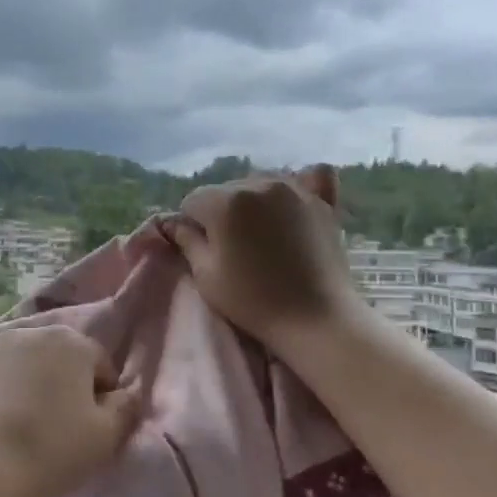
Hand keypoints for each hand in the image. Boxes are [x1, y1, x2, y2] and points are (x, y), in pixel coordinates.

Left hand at [0, 325, 142, 496]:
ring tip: (21, 432)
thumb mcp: (106, 436)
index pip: (100, 365)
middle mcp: (27, 334)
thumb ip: (126, 408)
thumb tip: (126, 394)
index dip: (102, 398)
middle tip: (58, 430)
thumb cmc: (49, 449)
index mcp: (69, 341)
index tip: (92, 429)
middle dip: (63, 387)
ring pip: (21, 369)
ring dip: (27, 391)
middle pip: (58, 361)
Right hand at [168, 166, 358, 349]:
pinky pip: (306, 178)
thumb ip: (187, 241)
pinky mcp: (322, 201)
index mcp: (225, 201)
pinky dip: (295, 188)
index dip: (192, 225)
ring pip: (259, 186)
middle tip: (233, 247)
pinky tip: (293, 205)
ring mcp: (295, 189)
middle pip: (226, 191)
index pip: (192, 201)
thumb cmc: (253, 300)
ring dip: (254, 204)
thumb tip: (173, 223)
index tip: (203, 249)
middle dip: (222, 212)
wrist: (316, 318)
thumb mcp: (207, 275)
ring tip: (263, 236)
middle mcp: (259, 184)